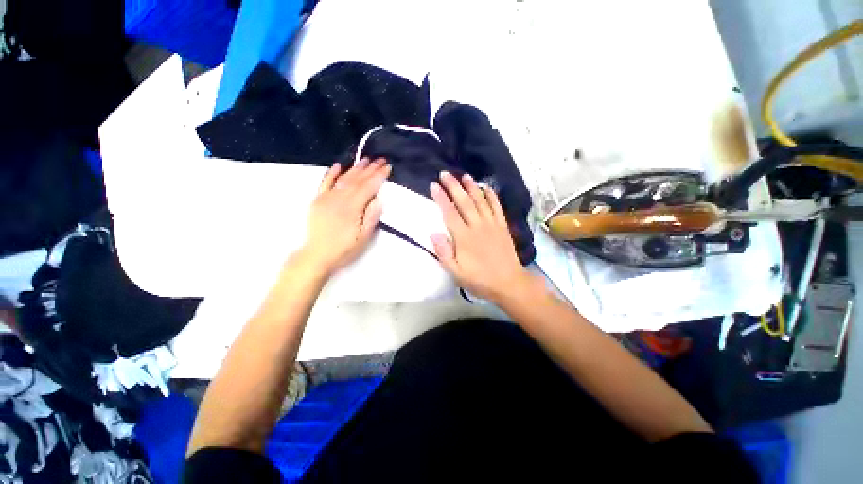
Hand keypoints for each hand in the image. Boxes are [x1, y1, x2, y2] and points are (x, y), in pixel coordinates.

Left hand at [300, 158, 390, 275]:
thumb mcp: (363, 237)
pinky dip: (332, 173)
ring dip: (355, 168)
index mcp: (352, 207)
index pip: (368, 187)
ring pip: (343, 179)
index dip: (379, 176)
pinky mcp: (317, 200)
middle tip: (381, 159)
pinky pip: (325, 183)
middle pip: (357, 180)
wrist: (317, 255)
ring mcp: (326, 198)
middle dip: (370, 169)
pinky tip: (339, 165)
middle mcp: (339, 198)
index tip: (388, 167)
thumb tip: (379, 198)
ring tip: (366, 159)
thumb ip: (371, 217)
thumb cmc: (344, 249)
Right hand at [430, 171, 532, 302]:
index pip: (449, 213)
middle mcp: (477, 226)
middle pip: (464, 201)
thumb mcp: (456, 272)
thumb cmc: (480, 279)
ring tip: (464, 175)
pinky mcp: (503, 226)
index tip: (434, 185)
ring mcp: (492, 225)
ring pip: (481, 201)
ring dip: (472, 187)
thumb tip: (433, 233)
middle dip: (454, 186)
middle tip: (445, 173)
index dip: (441, 198)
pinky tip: (487, 187)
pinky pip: (497, 207)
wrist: (509, 283)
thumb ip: (444, 253)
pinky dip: (492, 196)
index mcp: (464, 237)